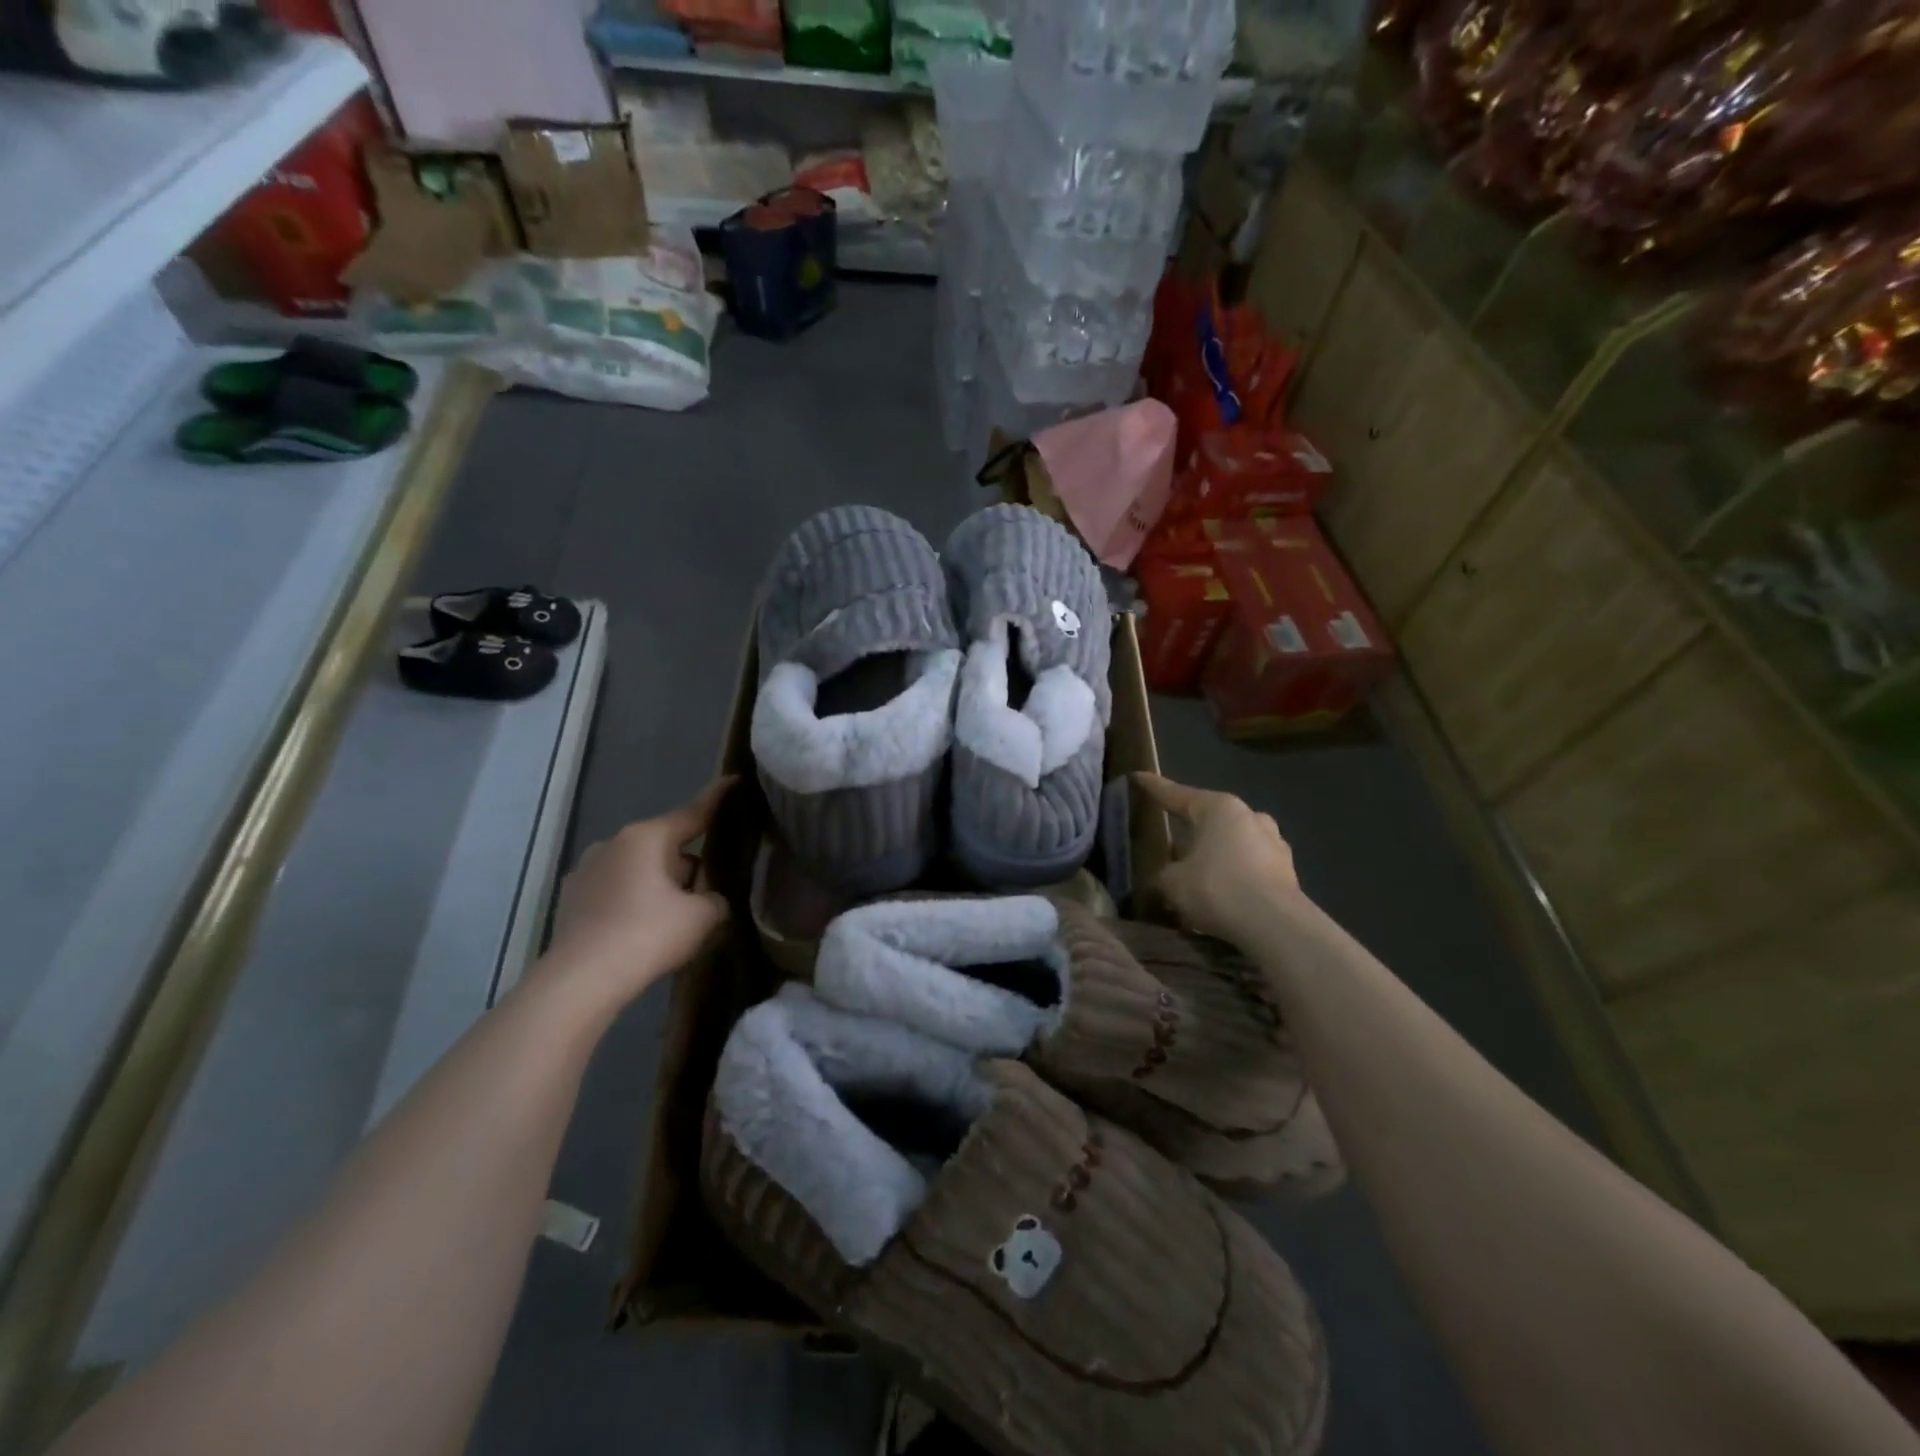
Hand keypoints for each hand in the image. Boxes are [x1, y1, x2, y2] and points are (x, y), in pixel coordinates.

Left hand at [542, 779, 730, 1005]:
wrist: (581, 981)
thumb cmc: (648, 935)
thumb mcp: (702, 918)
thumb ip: (716, 900)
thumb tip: (710, 900)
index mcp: (648, 837)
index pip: (693, 812)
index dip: (718, 798)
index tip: (734, 779)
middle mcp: (614, 843)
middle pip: (666, 846)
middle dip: (687, 864)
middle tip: (707, 895)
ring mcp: (586, 869)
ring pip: (638, 868)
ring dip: (658, 884)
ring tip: (672, 920)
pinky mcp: (570, 898)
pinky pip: (614, 890)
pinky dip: (631, 901)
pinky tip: (639, 931)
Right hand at [1134, 773, 1304, 940]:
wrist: (1275, 926)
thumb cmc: (1217, 888)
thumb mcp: (1173, 882)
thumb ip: (1165, 874)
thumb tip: (1167, 877)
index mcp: (1219, 808)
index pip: (1177, 794)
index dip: (1154, 788)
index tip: (1138, 777)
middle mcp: (1250, 817)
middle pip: (1211, 819)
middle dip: (1191, 829)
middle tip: (1170, 839)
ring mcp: (1274, 844)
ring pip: (1234, 844)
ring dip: (1215, 856)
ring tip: (1196, 874)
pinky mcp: (1288, 874)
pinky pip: (1250, 869)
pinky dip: (1234, 877)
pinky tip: (1221, 896)